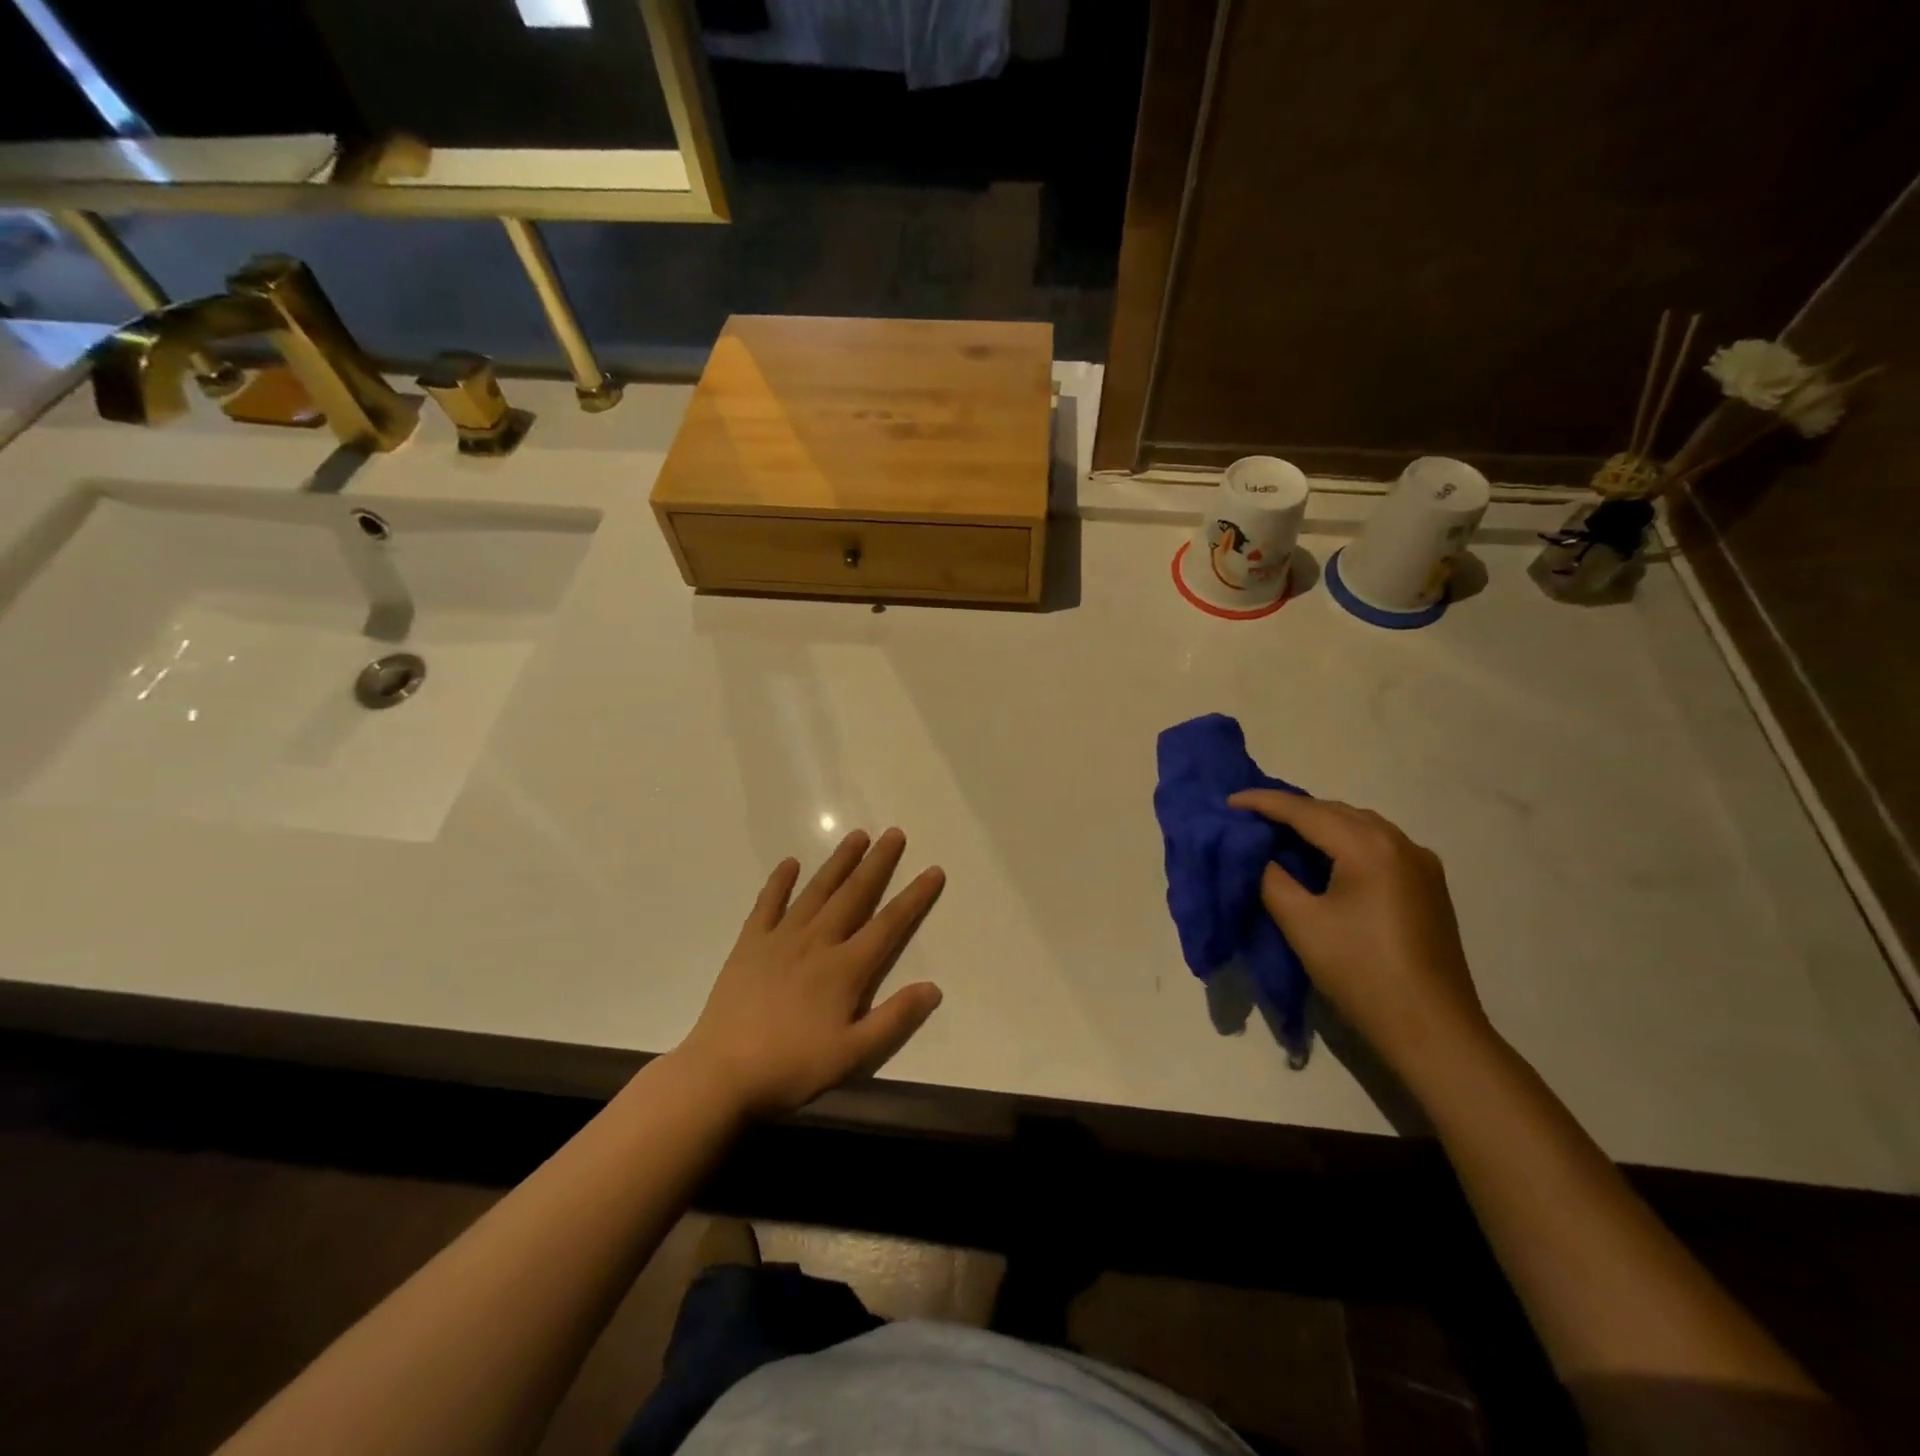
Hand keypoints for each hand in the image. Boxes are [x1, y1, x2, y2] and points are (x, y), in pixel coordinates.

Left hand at [675, 828, 945, 1117]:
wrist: (721, 1074)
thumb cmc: (792, 1067)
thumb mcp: (853, 1055)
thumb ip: (895, 1018)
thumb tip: (934, 987)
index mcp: (845, 969)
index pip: (889, 924)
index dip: (914, 896)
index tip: (933, 870)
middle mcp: (817, 942)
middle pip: (854, 894)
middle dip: (877, 863)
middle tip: (894, 833)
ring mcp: (780, 939)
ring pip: (816, 890)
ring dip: (838, 862)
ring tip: (856, 836)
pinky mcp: (750, 944)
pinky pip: (767, 904)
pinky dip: (779, 882)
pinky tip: (790, 863)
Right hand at [1227, 792, 1493, 1080]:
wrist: (1433, 1030)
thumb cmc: (1360, 972)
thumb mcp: (1301, 923)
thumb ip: (1272, 878)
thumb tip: (1260, 854)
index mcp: (1368, 847)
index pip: (1305, 811)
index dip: (1263, 803)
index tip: (1228, 801)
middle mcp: (1399, 842)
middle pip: (1335, 811)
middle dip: (1291, 810)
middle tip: (1250, 817)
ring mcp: (1421, 863)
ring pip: (1359, 826)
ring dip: (1319, 824)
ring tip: (1282, 833)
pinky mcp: (1428, 885)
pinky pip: (1378, 845)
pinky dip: (1345, 841)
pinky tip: (1326, 857)